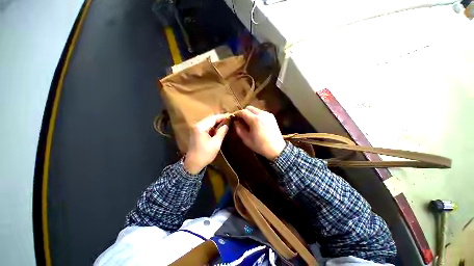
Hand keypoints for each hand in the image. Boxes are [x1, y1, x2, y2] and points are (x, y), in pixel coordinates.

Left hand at [184, 114, 229, 173]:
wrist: (193, 163)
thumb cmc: (205, 154)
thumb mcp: (216, 143)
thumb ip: (221, 132)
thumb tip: (226, 125)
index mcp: (201, 127)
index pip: (213, 118)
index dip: (222, 116)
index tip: (230, 115)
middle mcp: (197, 125)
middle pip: (210, 119)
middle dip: (219, 119)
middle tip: (229, 119)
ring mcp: (196, 129)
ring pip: (208, 122)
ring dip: (216, 122)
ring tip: (226, 122)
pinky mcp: (196, 132)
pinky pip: (206, 126)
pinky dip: (213, 126)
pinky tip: (219, 128)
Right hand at [234, 106, 285, 160]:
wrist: (277, 149)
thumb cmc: (260, 146)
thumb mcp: (247, 139)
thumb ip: (239, 129)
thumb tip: (235, 122)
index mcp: (255, 120)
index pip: (243, 112)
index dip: (237, 113)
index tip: (234, 117)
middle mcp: (262, 114)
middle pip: (249, 108)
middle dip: (244, 112)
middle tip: (241, 120)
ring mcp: (268, 114)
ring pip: (255, 109)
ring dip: (250, 113)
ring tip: (249, 122)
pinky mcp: (272, 116)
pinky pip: (261, 112)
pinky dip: (257, 115)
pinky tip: (257, 123)